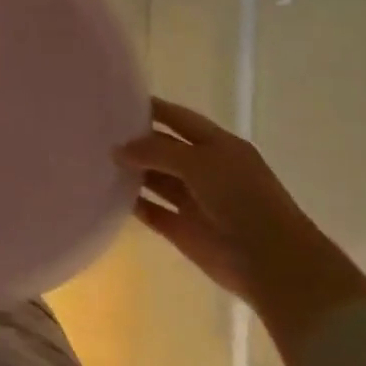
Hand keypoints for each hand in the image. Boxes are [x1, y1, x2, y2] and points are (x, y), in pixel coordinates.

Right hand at [118, 98, 365, 364]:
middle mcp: (205, 169)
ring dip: (130, 171)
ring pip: (154, 179)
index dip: (150, 108)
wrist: (273, 264)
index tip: (115, 101)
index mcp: (218, 146)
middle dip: (134, 140)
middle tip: (94, 131)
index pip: (178, 118)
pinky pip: (150, 211)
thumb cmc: (242, 200)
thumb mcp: (199, 163)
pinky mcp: (182, 230)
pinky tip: (104, 193)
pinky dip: (130, 203)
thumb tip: (117, 149)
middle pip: (163, 148)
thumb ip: (155, 151)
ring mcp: (193, 200)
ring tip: (92, 159)